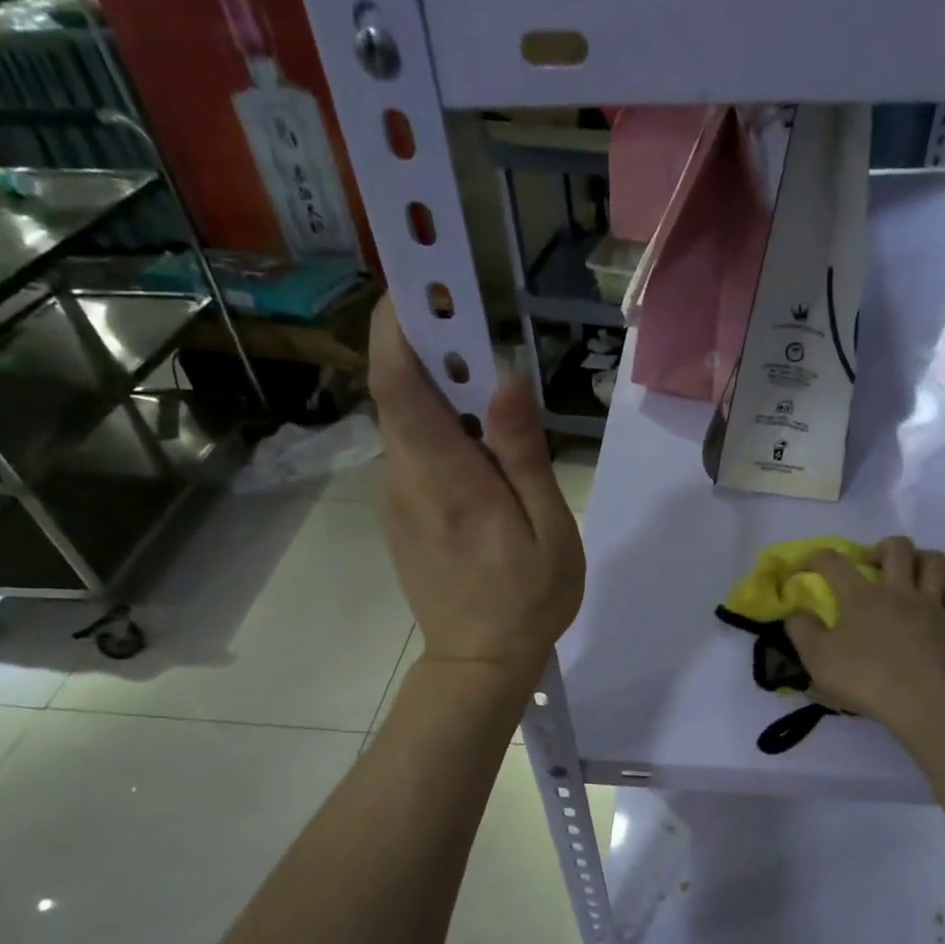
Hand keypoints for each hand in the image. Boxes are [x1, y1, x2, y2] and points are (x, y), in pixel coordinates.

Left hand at [369, 296, 583, 690]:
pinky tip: (480, 458)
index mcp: (445, 478)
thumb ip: (524, 454)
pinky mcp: (401, 515)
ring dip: (439, 395)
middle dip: (429, 349)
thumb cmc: (527, 599)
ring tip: (491, 403)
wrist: (478, 663)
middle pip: (400, 393)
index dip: (397, 324)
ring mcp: (396, 498)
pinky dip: (438, 433)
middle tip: (476, 331)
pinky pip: (414, 455)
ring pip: (407, 424)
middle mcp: (405, 478)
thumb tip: (505, 379)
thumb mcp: (548, 529)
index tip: (420, 281)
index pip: (397, 382)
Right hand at [785, 536, 944, 735]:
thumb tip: (797, 613)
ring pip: (936, 563)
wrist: (920, 703)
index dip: (816, 557)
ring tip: (912, 575)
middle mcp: (899, 591)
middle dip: (882, 548)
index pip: (834, 562)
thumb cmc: (864, 679)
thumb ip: (801, 631)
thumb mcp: (816, 659)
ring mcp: (933, 607)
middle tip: (872, 566)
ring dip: (923, 561)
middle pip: (897, 548)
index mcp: (862, 596)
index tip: (805, 567)